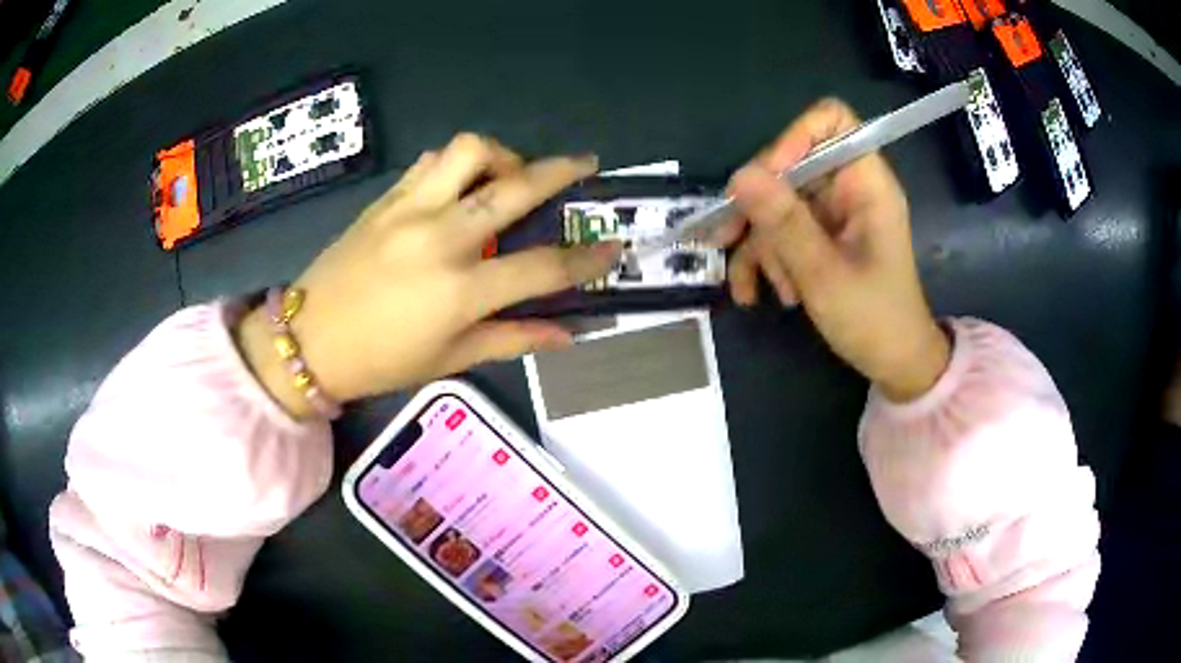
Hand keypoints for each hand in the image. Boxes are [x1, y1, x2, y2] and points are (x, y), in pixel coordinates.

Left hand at [237, 134, 620, 417]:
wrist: (308, 339)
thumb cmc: (381, 361)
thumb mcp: (451, 359)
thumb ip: (513, 338)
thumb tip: (567, 334)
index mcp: (460, 291)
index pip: (543, 268)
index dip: (587, 258)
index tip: (614, 246)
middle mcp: (441, 238)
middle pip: (516, 186)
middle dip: (562, 171)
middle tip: (585, 165)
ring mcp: (410, 210)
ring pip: (470, 150)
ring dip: (502, 155)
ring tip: (509, 175)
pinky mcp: (386, 198)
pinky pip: (432, 161)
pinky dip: (458, 164)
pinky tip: (461, 184)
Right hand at [714, 99, 949, 401]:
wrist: (894, 363)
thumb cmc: (874, 320)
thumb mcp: (824, 274)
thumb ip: (785, 223)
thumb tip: (739, 176)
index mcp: (866, 184)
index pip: (831, 121)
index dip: (794, 138)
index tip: (768, 179)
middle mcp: (848, 189)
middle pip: (791, 165)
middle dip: (760, 207)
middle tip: (729, 239)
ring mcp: (832, 214)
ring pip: (778, 202)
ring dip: (760, 245)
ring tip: (758, 289)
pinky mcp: (820, 237)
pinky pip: (781, 231)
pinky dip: (765, 261)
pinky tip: (757, 294)